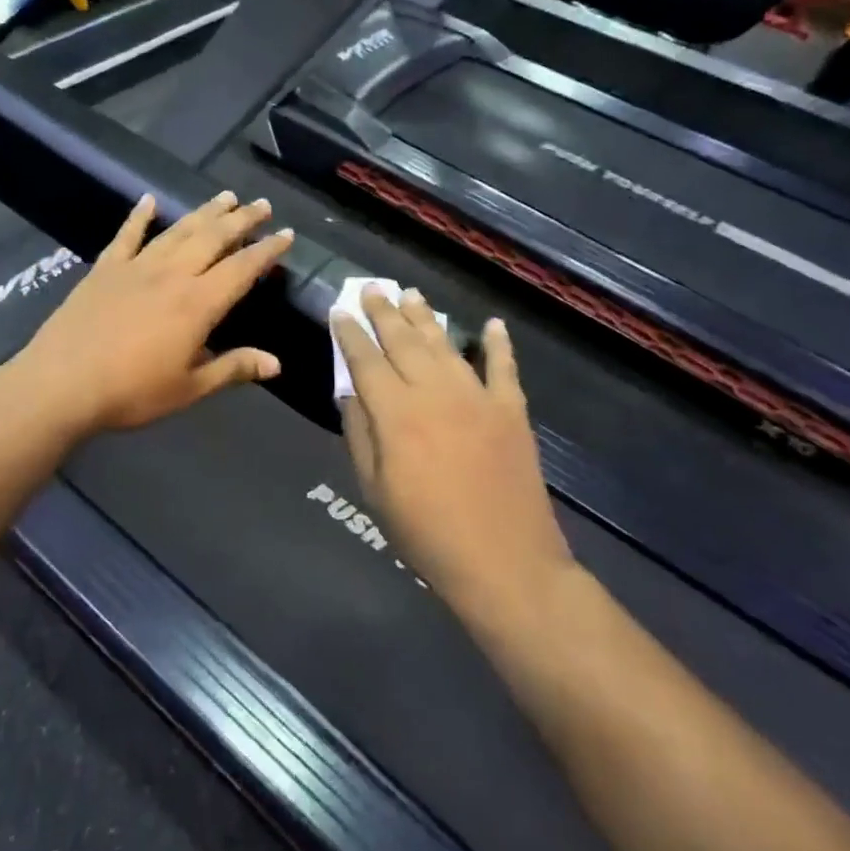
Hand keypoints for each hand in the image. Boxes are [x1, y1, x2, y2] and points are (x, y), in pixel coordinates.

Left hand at [12, 191, 293, 437]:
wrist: (62, 384)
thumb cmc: (131, 392)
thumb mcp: (189, 388)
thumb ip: (233, 369)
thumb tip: (276, 363)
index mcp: (198, 303)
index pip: (242, 268)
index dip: (267, 250)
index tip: (286, 233)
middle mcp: (172, 274)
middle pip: (213, 238)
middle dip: (241, 219)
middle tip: (261, 204)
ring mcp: (136, 267)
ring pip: (178, 230)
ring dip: (204, 212)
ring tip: (225, 196)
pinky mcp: (105, 268)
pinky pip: (127, 235)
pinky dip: (139, 216)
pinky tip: (148, 200)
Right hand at [332, 288, 570, 618]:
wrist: (504, 562)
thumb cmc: (426, 533)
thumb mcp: (375, 490)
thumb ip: (360, 435)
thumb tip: (349, 393)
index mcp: (396, 413)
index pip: (366, 360)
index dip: (349, 334)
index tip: (339, 310)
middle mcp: (434, 392)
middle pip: (403, 341)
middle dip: (384, 312)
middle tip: (372, 288)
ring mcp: (478, 397)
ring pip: (445, 345)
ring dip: (426, 318)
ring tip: (411, 295)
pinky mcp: (511, 411)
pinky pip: (504, 368)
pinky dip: (498, 344)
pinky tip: (493, 324)